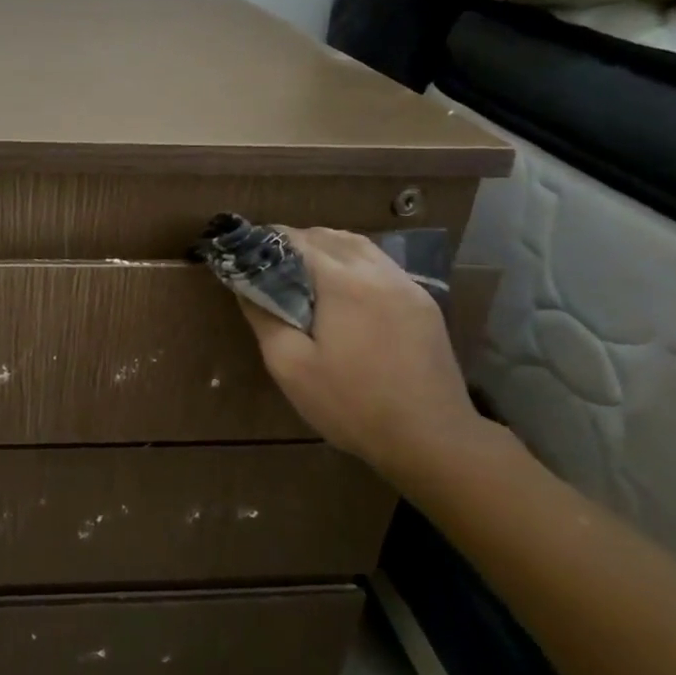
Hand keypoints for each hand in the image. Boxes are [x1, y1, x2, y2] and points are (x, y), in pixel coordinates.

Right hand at [237, 228, 483, 481]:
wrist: (431, 438)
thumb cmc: (351, 404)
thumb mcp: (290, 367)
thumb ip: (264, 318)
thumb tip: (244, 286)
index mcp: (343, 282)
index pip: (298, 240)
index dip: (267, 240)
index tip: (245, 252)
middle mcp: (377, 272)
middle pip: (330, 236)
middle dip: (296, 241)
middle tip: (269, 264)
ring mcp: (406, 285)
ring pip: (359, 246)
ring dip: (327, 248)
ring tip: (303, 270)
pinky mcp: (423, 303)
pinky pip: (381, 265)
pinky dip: (353, 262)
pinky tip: (343, 289)